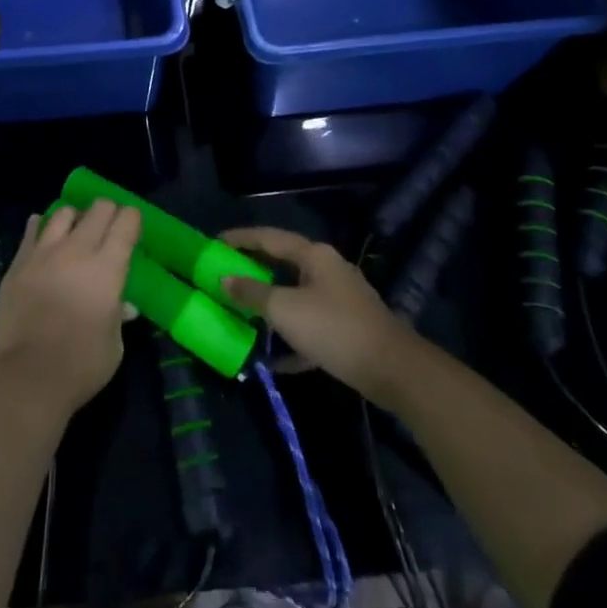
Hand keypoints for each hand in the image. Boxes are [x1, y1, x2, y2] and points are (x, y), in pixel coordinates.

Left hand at [0, 199, 141, 417]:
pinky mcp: (17, 263)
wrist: (25, 378)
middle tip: (109, 227)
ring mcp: (43, 253)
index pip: (126, 222)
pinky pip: (31, 230)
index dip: (132, 219)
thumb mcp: (114, 346)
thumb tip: (123, 306)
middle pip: (97, 209)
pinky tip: (44, 235)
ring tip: (76, 231)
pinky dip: (41, 227)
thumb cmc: (80, 366)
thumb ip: (118, 317)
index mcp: (108, 267)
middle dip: (107, 212)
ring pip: (63, 212)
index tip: (133, 227)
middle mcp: (77, 250)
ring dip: (75, 217)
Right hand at [219, 227, 418, 408]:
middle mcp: (327, 270)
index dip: (240, 238)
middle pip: (282, 264)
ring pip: (295, 296)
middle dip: (253, 272)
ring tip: (240, 312)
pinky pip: (309, 326)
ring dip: (269, 306)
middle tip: (223, 276)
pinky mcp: (346, 328)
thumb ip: (252, 292)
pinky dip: (290, 337)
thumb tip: (224, 279)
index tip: (214, 242)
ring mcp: (339, 299)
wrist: (392, 370)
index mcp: (314, 255)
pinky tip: (271, 358)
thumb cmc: (333, 328)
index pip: (269, 237)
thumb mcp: (284, 309)